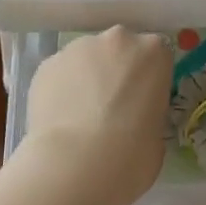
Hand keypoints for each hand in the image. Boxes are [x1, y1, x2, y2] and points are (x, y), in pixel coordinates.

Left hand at [23, 27, 171, 201]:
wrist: (77, 164)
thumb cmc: (132, 155)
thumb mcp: (157, 135)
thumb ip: (147, 113)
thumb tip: (133, 120)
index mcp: (154, 52)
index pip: (155, 56)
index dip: (147, 79)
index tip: (141, 102)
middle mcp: (118, 39)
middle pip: (119, 49)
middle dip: (115, 71)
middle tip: (110, 108)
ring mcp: (80, 48)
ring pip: (86, 59)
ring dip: (86, 79)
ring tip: (79, 118)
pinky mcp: (48, 63)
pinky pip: (59, 73)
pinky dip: (60, 90)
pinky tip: (59, 120)